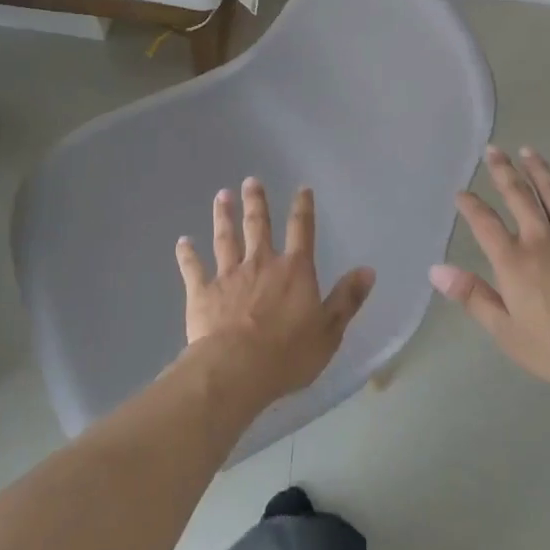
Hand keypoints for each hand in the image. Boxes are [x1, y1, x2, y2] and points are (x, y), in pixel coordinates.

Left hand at [176, 179, 374, 410]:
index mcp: (294, 271)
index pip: (302, 231)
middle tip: (251, 181)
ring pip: (226, 239)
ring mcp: (229, 275)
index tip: (302, 189)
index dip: (303, 208)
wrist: (237, 368)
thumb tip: (368, 270)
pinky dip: (187, 254)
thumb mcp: (329, 330)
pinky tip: (182, 241)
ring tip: (222, 195)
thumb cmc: (288, 353)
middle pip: (258, 226)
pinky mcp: (203, 292)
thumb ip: (347, 299)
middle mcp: (261, 263)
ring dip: (224, 216)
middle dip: (256, 202)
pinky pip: (193, 268)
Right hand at [431, 146, 549, 422]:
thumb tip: (436, 270)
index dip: (471, 206)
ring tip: (529, 151)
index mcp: (515, 262)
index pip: (485, 224)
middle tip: (494, 150)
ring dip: (541, 171)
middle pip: (520, 197)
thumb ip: (474, 298)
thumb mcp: (509, 334)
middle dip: (504, 172)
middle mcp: (543, 240)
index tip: (461, 192)